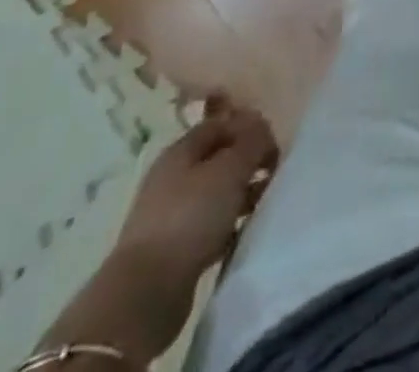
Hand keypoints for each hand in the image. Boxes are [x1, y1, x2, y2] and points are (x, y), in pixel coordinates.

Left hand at [116, 95, 276, 285]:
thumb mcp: (230, 169)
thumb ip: (252, 142)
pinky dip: (228, 226)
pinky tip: (242, 234)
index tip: (273, 144)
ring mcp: (169, 216)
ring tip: (263, 205)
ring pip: (215, 194)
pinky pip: (208, 227)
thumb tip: (262, 130)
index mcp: (179, 151)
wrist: (146, 294)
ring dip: (240, 195)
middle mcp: (171, 178)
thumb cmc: (191, 217)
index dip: (248, 128)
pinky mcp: (172, 251)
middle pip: (217, 159)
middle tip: (272, 174)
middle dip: (247, 163)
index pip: (219, 125)